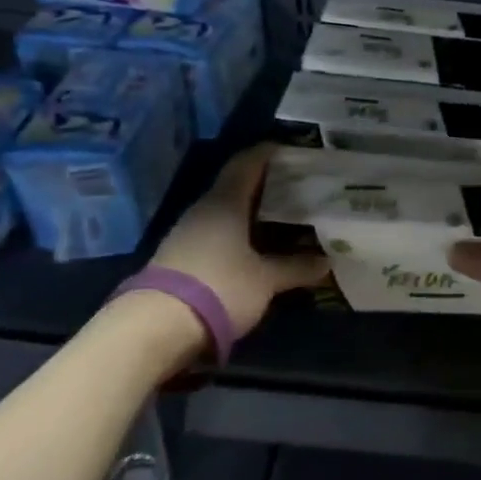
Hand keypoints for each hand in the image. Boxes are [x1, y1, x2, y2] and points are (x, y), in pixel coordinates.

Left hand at [145, 144, 330, 338]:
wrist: (154, 329)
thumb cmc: (219, 287)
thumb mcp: (266, 280)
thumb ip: (295, 267)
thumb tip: (326, 262)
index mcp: (225, 202)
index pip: (247, 163)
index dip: (269, 153)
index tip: (293, 150)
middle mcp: (204, 210)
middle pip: (237, 187)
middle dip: (267, 186)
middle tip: (299, 187)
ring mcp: (187, 234)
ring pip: (226, 212)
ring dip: (252, 213)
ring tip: (284, 218)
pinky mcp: (180, 258)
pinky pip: (217, 235)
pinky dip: (239, 235)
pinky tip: (257, 247)